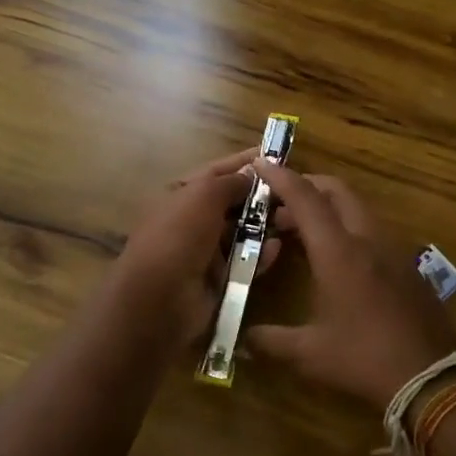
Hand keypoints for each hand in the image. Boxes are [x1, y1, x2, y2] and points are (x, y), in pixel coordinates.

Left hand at [108, 148, 281, 350]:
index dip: (246, 163)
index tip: (278, 156)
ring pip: (242, 231)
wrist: (159, 300)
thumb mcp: (204, 195)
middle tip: (295, 191)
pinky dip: (262, 254)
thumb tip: (253, 171)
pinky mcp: (219, 279)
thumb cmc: (179, 235)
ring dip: (265, 225)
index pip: (218, 171)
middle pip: (233, 201)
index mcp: (182, 193)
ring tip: (293, 218)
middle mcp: (193, 219)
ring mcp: (205, 250)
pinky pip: (246, 261)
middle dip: (261, 196)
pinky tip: (278, 248)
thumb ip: (231, 181)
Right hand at [243, 160, 455, 409]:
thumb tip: (241, 340)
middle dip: (306, 186)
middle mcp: (366, 238)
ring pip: (356, 207)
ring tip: (302, 230)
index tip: (261, 164)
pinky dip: (347, 225)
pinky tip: (335, 255)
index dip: (281, 177)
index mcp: (338, 251)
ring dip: (327, 207)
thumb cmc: (365, 359)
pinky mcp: (406, 263)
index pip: (305, 198)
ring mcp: (391, 248)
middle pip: (335, 190)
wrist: (433, 378)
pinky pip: (371, 228)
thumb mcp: (311, 353)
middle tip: (278, 202)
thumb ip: (271, 341)